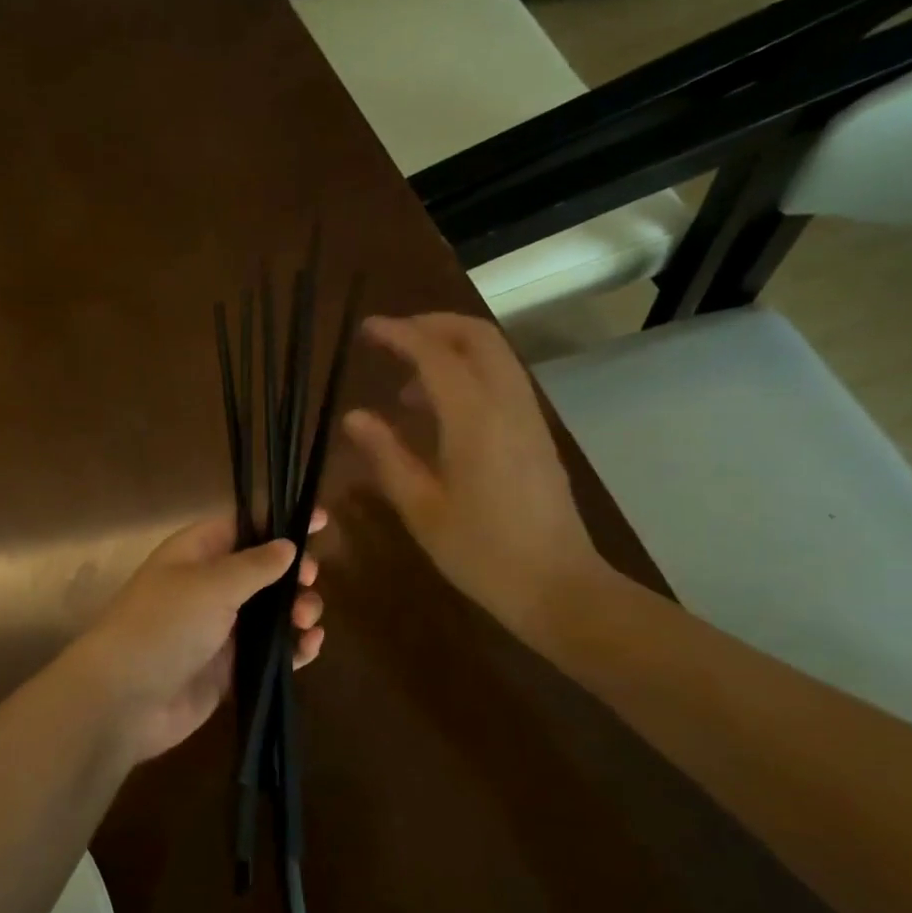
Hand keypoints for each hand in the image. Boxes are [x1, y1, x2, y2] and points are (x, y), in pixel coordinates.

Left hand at [66, 512, 326, 763]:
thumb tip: (287, 545)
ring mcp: (219, 630)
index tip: (321, 520)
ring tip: (307, 620)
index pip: (243, 525)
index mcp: (196, 553)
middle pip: (263, 570)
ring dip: (297, 611)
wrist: (124, 700)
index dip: (280, 521)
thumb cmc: (165, 626)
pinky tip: (310, 647)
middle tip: (311, 581)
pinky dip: (292, 648)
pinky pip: (268, 652)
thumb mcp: (211, 585)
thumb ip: (255, 565)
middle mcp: (208, 586)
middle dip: (294, 572)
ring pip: (271, 613)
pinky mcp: (228, 669)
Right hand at [342, 313, 613, 641]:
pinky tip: (442, 412)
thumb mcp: (421, 507)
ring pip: (495, 355)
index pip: (435, 354)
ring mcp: (529, 417)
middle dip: (433, 326)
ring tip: (408, 386)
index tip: (367, 330)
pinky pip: (503, 381)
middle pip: (477, 337)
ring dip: (452, 349)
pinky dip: (470, 373)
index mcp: (475, 419)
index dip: (399, 334)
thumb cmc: (480, 552)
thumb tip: (355, 416)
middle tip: (392, 340)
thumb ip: (387, 455)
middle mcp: (507, 404)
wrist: (556, 586)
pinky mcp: (537, 434)